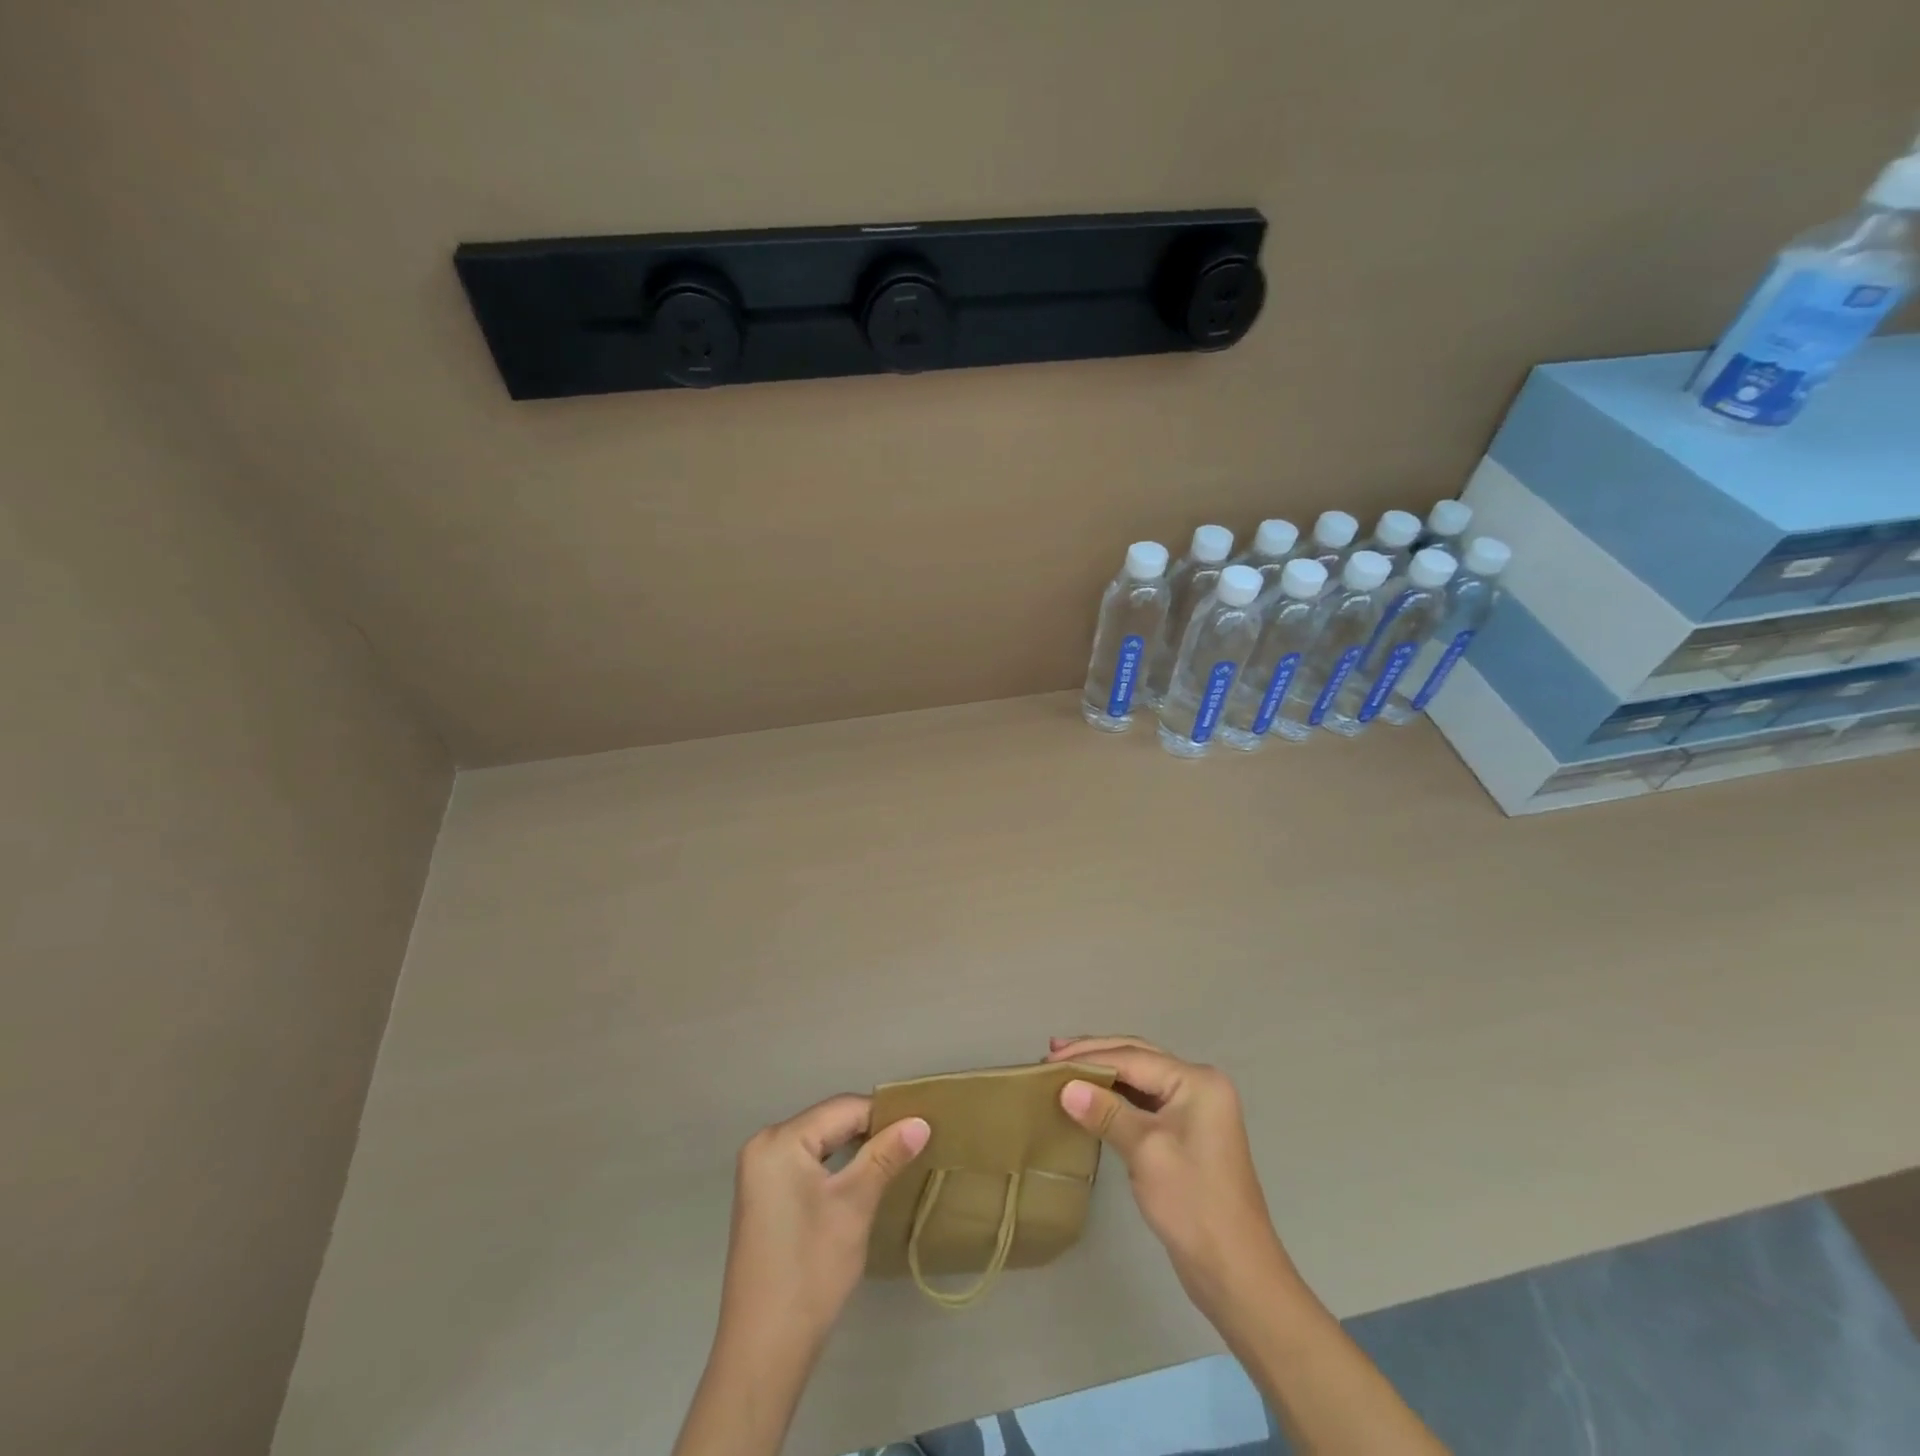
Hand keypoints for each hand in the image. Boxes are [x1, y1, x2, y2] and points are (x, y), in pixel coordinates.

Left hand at [717, 1094, 930, 1357]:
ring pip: (819, 1143)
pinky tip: (859, 1180)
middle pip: (829, 1123)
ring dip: (854, 1149)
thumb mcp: (855, 1206)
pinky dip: (834, 1167)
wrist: (764, 1350)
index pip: (843, 1109)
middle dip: (869, 1132)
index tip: (921, 1127)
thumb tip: (920, 1121)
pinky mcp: (762, 1196)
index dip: (884, 1116)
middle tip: (912, 1144)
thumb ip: (886, 1156)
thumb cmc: (811, 1270)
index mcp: (780, 1140)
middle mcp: (764, 1145)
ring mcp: (759, 1172)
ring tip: (894, 1160)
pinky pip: (806, 1164)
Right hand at [1048, 1036, 1293, 1327]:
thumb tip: (1065, 1087)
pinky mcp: (1185, 1132)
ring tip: (1064, 1066)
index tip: (1048, 1062)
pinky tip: (1091, 1095)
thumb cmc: (1193, 1206)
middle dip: (1094, 1053)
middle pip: (1138, 1057)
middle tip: (1052, 1053)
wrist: (1236, 1274)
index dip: (1088, 1057)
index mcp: (1198, 1081)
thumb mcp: (1146, 1152)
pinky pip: (1143, 1100)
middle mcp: (1199, 1086)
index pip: (1133, 1057)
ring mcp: (1193, 1109)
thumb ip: (1106, 1113)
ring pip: (1139, 1076)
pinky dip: (1115, 1095)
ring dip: (1103, 1071)